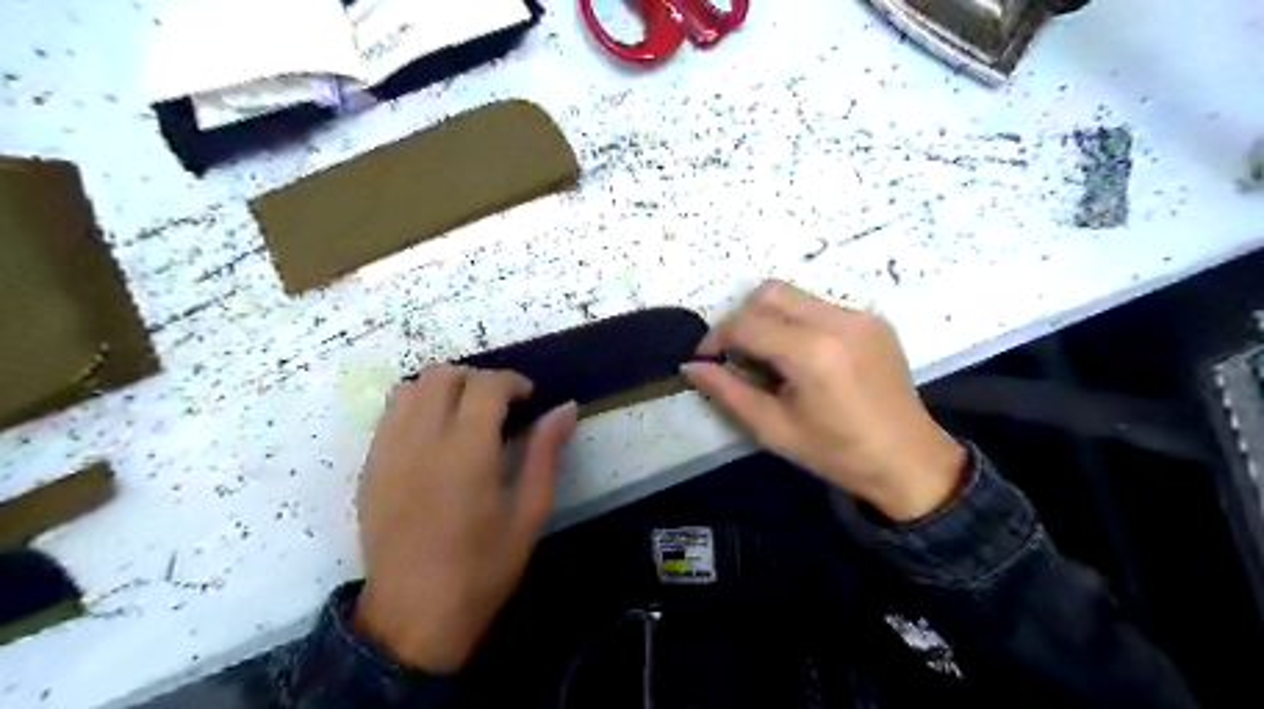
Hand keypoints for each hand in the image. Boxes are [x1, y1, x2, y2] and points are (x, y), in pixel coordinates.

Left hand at [348, 367, 576, 675]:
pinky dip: (418, 406)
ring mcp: (387, 451)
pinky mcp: (369, 467)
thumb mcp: (530, 511)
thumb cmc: (483, 567)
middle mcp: (421, 440)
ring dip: (445, 388)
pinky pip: (390, 413)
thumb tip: (567, 407)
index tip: (529, 398)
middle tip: (501, 407)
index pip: (485, 385)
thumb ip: (545, 452)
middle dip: (478, 379)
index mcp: (466, 452)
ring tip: (466, 415)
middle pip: (443, 375)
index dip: (512, 381)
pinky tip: (436, 436)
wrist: (414, 616)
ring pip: (412, 387)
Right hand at [683, 281, 969, 521]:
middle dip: (742, 318)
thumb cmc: (836, 453)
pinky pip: (820, 307)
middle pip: (769, 293)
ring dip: (770, 319)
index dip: (717, 337)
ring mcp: (860, 316)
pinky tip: (802, 358)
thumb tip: (690, 367)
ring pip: (794, 296)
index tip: (707, 359)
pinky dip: (798, 323)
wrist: (908, 460)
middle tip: (737, 355)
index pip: (747, 323)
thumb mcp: (772, 429)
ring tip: (769, 358)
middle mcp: (837, 321)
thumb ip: (727, 391)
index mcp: (811, 353)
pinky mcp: (873, 320)